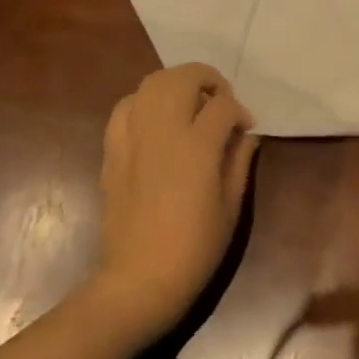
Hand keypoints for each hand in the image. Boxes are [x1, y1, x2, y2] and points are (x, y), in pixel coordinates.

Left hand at [91, 63, 256, 341]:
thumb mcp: (231, 207)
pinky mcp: (113, 151)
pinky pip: (125, 107)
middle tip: (219, 101)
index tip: (245, 127)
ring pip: (151, 83)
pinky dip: (144, 102)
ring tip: (189, 103)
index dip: (240, 111)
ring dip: (175, 84)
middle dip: (208, 79)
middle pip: (183, 77)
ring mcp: (133, 138)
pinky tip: (156, 121)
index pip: (223, 105)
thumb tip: (246, 134)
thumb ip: (239, 161)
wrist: (139, 281)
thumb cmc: (195, 249)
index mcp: (197, 147)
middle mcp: (162, 132)